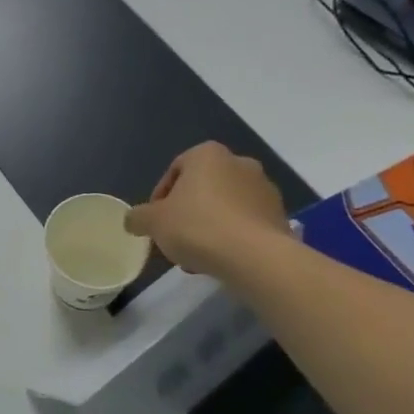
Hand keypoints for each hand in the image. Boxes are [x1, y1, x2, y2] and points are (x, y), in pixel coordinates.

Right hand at [124, 142, 290, 276]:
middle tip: (175, 237)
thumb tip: (133, 220)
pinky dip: (232, 235)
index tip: (156, 221)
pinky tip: (220, 258)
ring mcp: (264, 188)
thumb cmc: (197, 226)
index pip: (175, 170)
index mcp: (207, 155)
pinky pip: (246, 222)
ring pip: (225, 206)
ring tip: (197, 254)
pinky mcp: (280, 214)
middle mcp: (240, 162)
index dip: (160, 198)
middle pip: (202, 188)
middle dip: (187, 211)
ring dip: (209, 224)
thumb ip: (138, 217)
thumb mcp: (153, 222)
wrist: (254, 257)